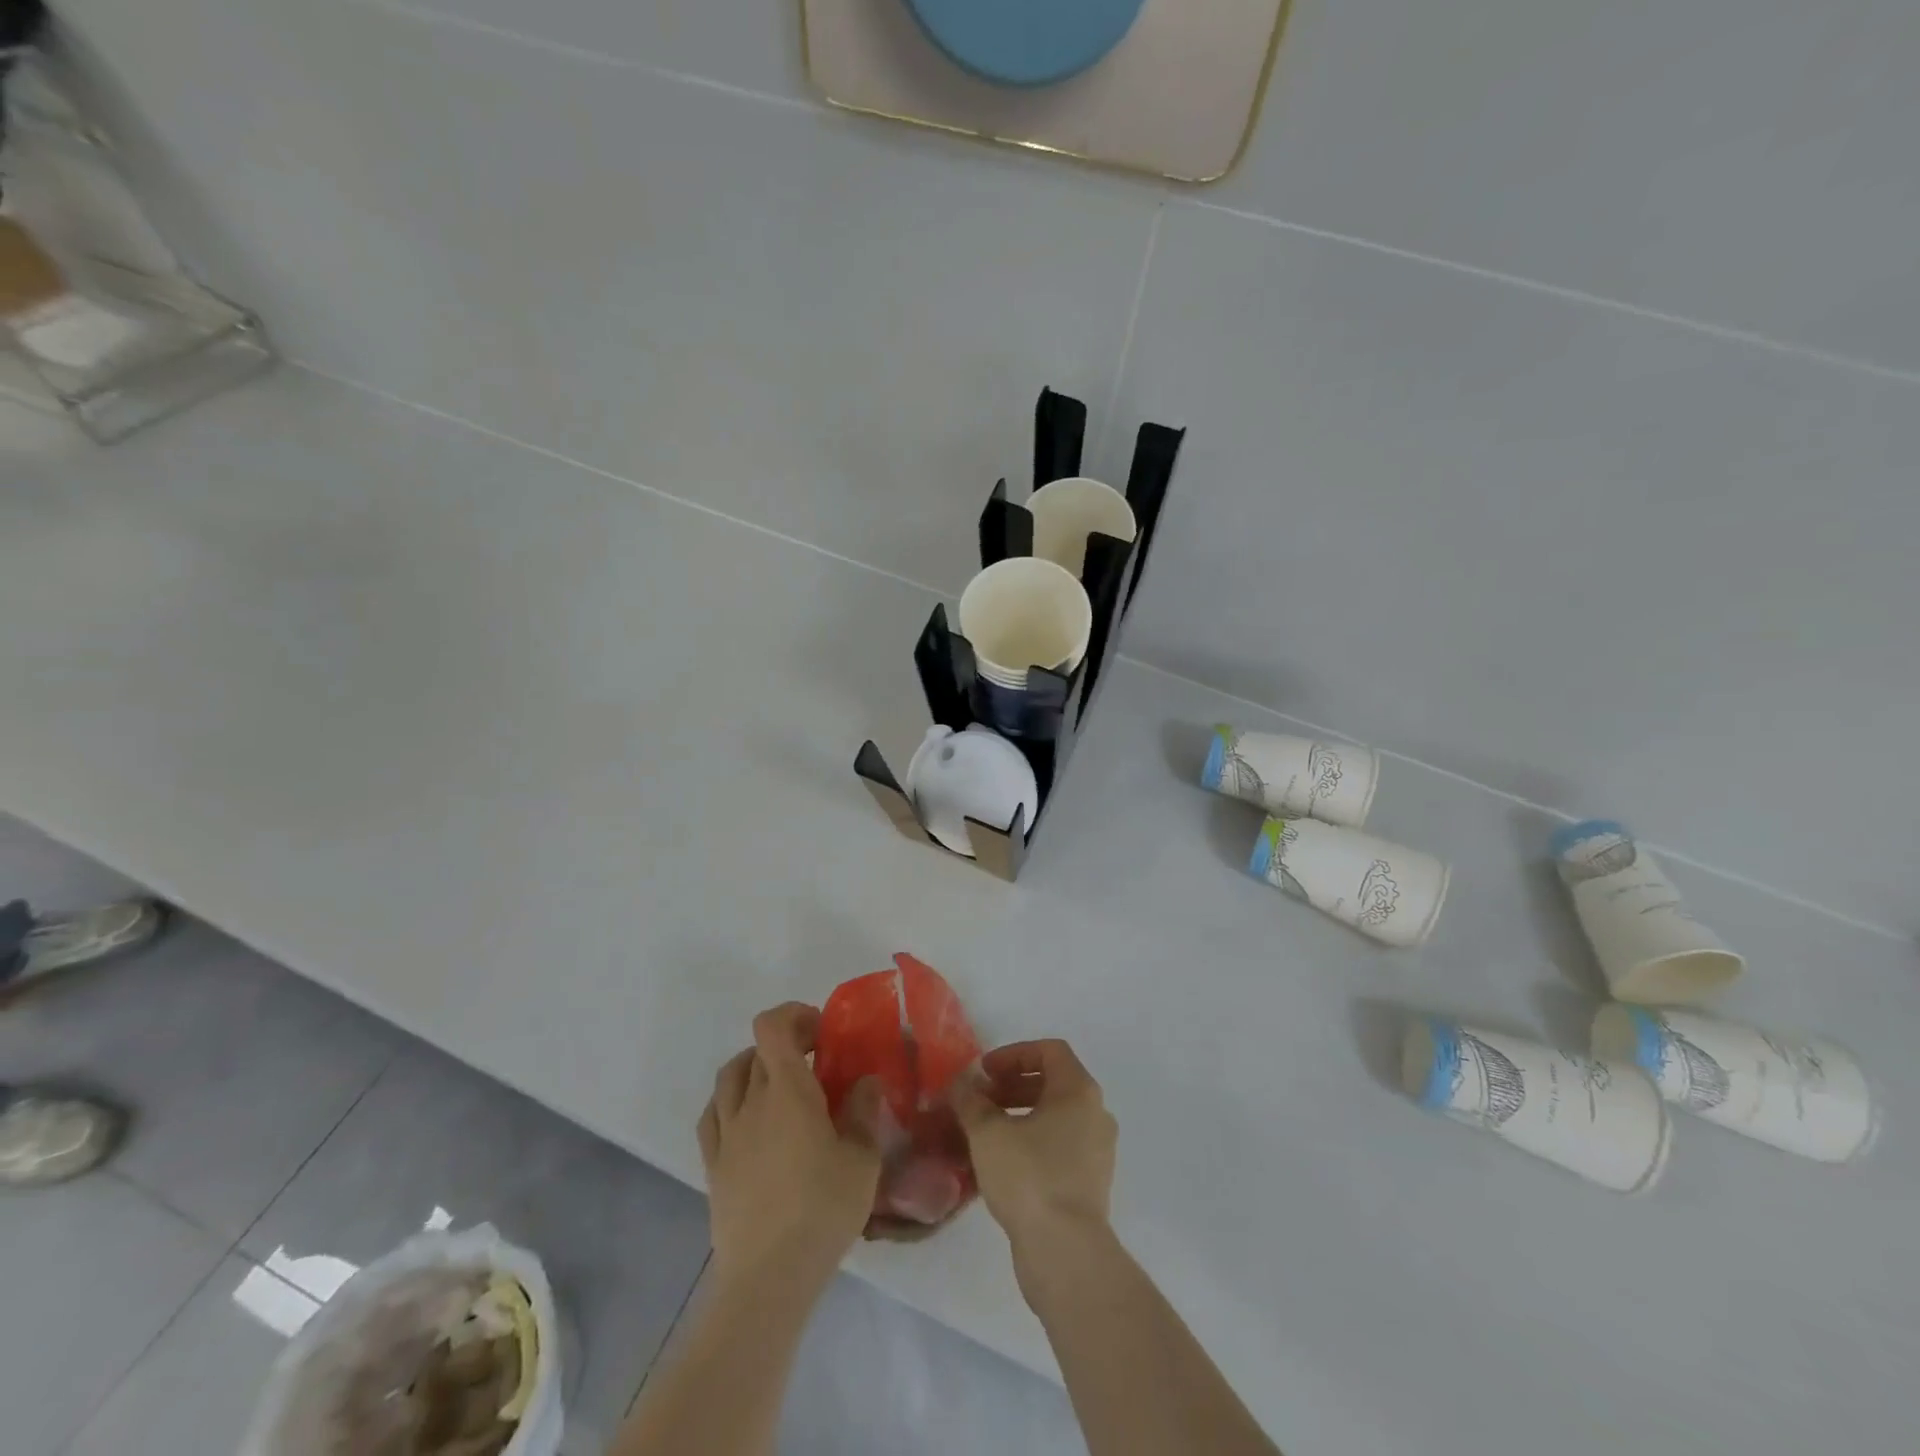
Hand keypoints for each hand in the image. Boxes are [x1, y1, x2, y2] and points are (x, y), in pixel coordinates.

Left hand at [697, 1003, 883, 1291]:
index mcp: (787, 1091)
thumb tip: (866, 1082)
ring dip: (754, 1066)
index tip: (822, 1032)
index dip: (794, 1015)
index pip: (772, 1027)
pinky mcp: (713, 1166)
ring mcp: (727, 1134)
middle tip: (816, 1063)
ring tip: (780, 1084)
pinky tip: (748, 1118)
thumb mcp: (862, 1160)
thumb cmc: (822, 1210)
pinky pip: (713, 1115)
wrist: (768, 1277)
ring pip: (730, 1077)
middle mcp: (751, 1102)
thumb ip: (864, 1112)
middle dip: (787, 1044)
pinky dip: (730, 1101)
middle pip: (758, 1051)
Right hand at [951, 1039, 1117, 1258]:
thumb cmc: (1029, 1176)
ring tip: (984, 1133)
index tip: (984, 1072)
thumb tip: (961, 1085)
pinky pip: (1059, 1147)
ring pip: (1055, 1117)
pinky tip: (1001, 1164)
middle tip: (980, 1101)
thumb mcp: (988, 1133)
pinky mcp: (1090, 1183)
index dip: (1014, 1054)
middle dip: (1012, 1086)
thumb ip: (971, 1101)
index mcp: (1079, 1090)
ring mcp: (1097, 1151)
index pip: (1050, 1051)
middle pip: (1052, 1083)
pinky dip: (1032, 1143)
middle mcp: (1095, 1114)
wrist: (1066, 1252)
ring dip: (1019, 1115)